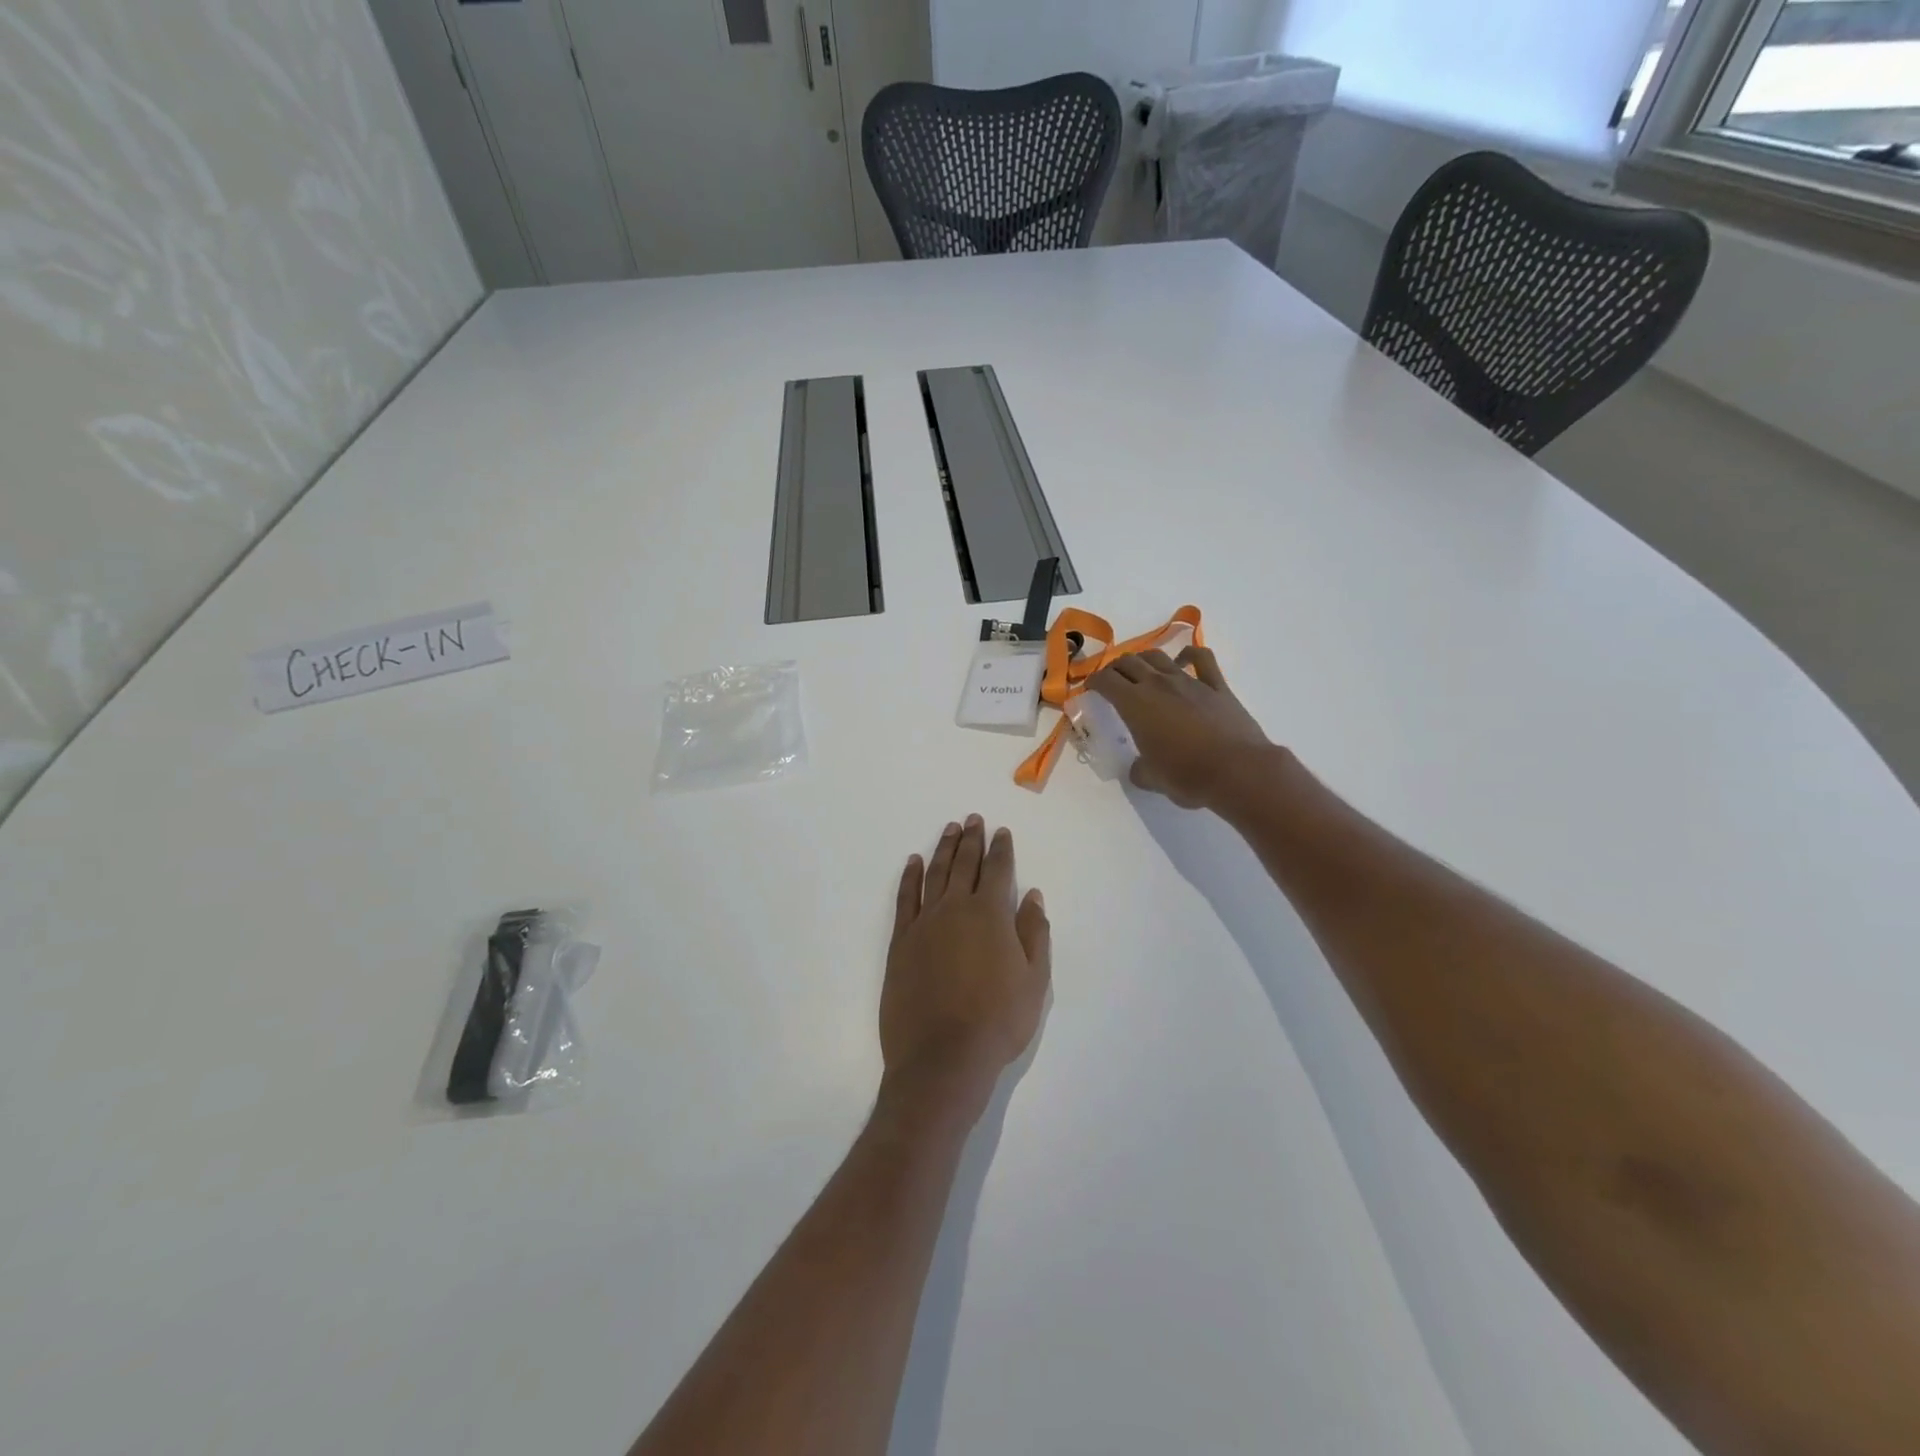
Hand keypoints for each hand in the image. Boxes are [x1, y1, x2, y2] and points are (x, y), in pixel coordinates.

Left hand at [879, 817, 1050, 1116]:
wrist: (943, 1057)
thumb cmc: (997, 1021)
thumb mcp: (1034, 982)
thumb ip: (1034, 933)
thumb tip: (1032, 896)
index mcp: (992, 916)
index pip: (999, 871)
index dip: (1001, 849)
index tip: (1001, 832)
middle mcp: (957, 909)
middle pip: (965, 864)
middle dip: (971, 840)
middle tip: (973, 819)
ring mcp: (925, 923)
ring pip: (935, 874)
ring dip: (944, 849)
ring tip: (950, 829)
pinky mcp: (901, 941)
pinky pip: (906, 898)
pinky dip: (911, 876)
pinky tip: (914, 862)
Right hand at [1088, 647, 1270, 809]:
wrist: (1238, 771)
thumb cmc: (1187, 776)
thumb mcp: (1151, 779)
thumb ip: (1139, 770)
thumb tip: (1139, 768)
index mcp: (1135, 704)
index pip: (1105, 681)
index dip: (1093, 682)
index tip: (1090, 688)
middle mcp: (1158, 685)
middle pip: (1129, 662)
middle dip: (1115, 668)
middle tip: (1112, 680)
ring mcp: (1189, 681)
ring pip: (1158, 656)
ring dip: (1144, 659)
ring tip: (1140, 669)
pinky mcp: (1217, 686)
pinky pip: (1201, 659)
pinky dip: (1188, 654)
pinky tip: (1183, 660)